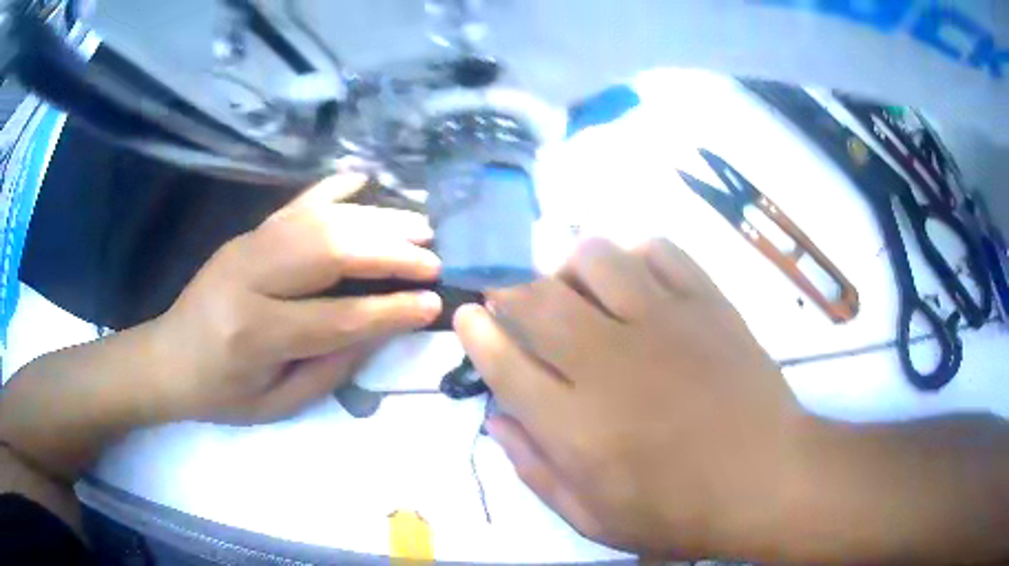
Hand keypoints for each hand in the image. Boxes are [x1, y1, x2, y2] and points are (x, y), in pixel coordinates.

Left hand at [145, 174, 442, 423]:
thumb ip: (330, 369)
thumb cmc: (221, 393)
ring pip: (320, 220)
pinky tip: (365, 180)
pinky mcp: (247, 233)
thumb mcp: (276, 403)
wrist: (168, 357)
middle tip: (433, 256)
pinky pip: (296, 203)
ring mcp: (246, 245)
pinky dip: (334, 189)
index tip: (432, 304)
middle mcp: (250, 277)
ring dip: (375, 219)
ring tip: (418, 224)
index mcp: (255, 333)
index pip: (337, 317)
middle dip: (389, 252)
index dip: (390, 311)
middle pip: (330, 251)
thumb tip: (381, 328)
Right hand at [455, 238, 807, 558]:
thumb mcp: (593, 519)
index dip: (476, 332)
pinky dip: (635, 255)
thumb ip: (535, 470)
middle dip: (509, 292)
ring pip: (595, 258)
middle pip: (538, 298)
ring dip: (570, 267)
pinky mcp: (707, 304)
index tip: (467, 317)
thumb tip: (497, 419)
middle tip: (513, 303)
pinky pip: (660, 251)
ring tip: (577, 291)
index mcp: (577, 425)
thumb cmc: (680, 513)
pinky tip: (636, 280)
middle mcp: (611, 362)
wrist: (768, 480)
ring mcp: (664, 323)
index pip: (504, 361)